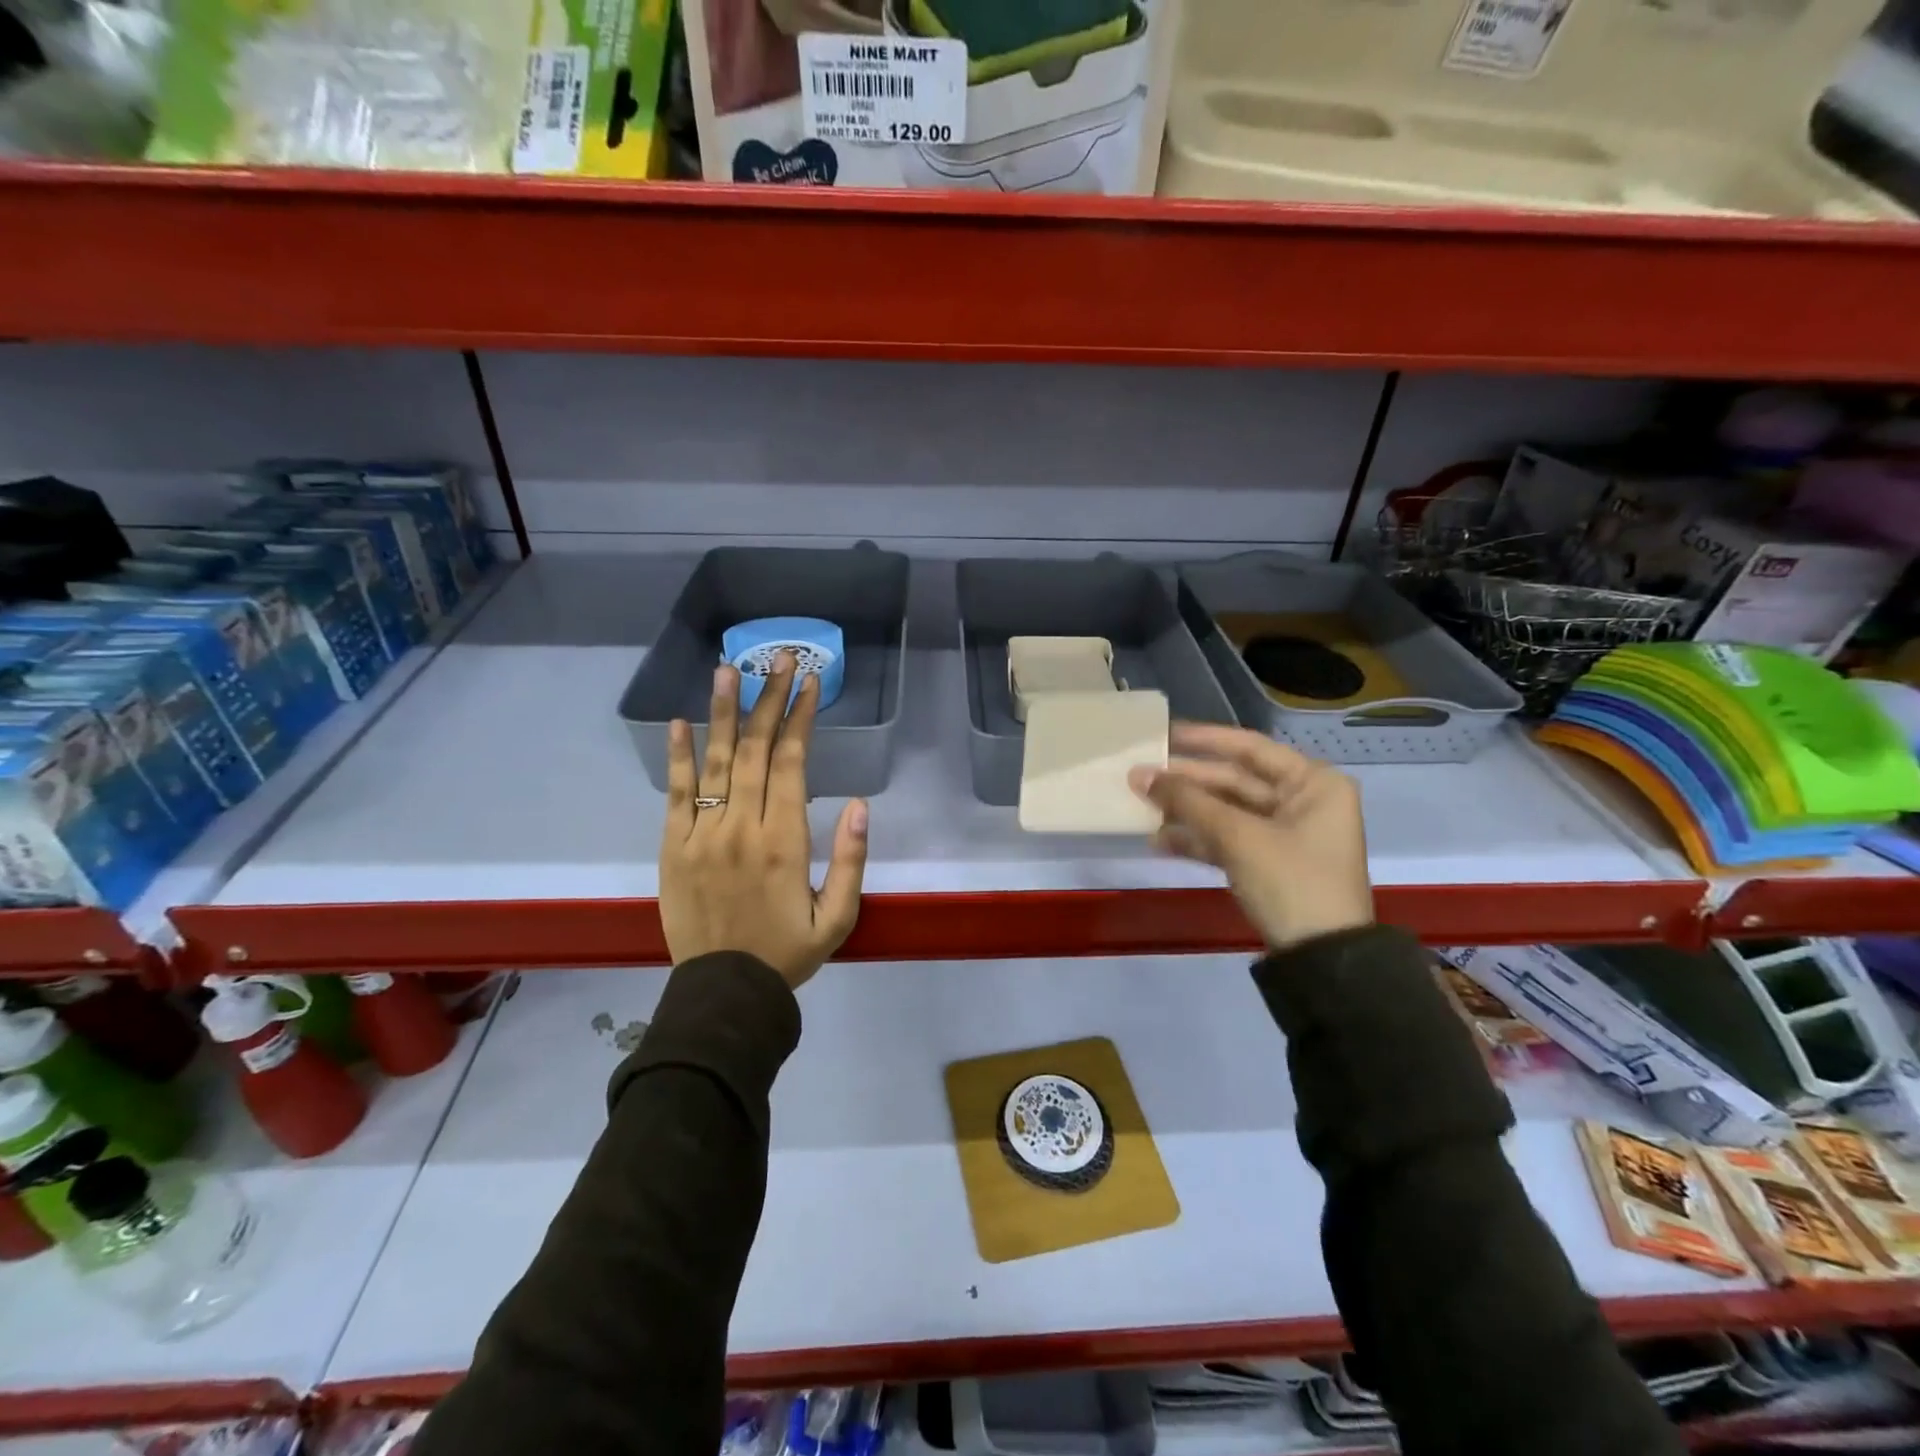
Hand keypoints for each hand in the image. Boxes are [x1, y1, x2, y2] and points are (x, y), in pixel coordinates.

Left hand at [660, 653, 868, 988]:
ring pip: (715, 762)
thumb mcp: (838, 918)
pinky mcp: (672, 848)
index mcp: (784, 841)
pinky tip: (680, 722)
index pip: (792, 763)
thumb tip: (859, 806)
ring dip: (723, 712)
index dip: (800, 717)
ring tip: (728, 669)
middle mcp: (742, 827)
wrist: (724, 993)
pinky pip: (675, 795)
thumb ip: (850, 861)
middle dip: (769, 698)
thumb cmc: (787, 954)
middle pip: (755, 750)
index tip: (809, 682)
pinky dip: (678, 756)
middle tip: (778, 657)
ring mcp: (701, 835)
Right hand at [1129, 723, 1372, 951]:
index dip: (1204, 740)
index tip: (1163, 734)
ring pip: (1227, 811)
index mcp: (1313, 783)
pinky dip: (1197, 840)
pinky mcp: (1270, 863)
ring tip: (1142, 808)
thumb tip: (1140, 775)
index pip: (1250, 748)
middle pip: (1235, 781)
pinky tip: (1160, 842)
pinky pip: (1228, 840)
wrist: (1323, 959)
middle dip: (1187, 781)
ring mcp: (1286, 834)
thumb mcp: (1238, 836)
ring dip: (1186, 812)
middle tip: (1140, 776)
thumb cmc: (1291, 881)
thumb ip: (1188, 802)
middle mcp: (1303, 801)